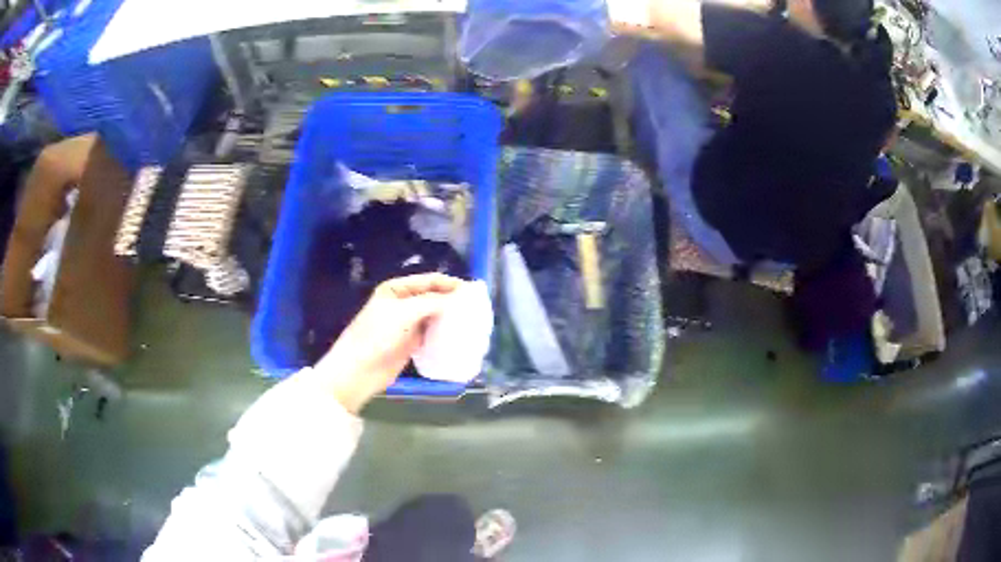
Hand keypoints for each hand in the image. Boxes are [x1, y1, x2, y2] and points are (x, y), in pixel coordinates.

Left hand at [313, 274, 464, 413]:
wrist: (358, 370)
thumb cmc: (376, 336)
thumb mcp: (403, 313)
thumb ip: (431, 302)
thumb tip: (457, 298)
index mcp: (396, 289)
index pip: (429, 280)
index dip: (450, 284)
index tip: (473, 292)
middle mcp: (403, 303)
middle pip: (433, 297)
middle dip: (452, 301)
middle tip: (476, 308)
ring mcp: (407, 324)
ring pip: (434, 316)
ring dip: (450, 318)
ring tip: (472, 322)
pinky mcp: (411, 343)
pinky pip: (432, 334)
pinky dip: (444, 334)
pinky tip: (459, 337)